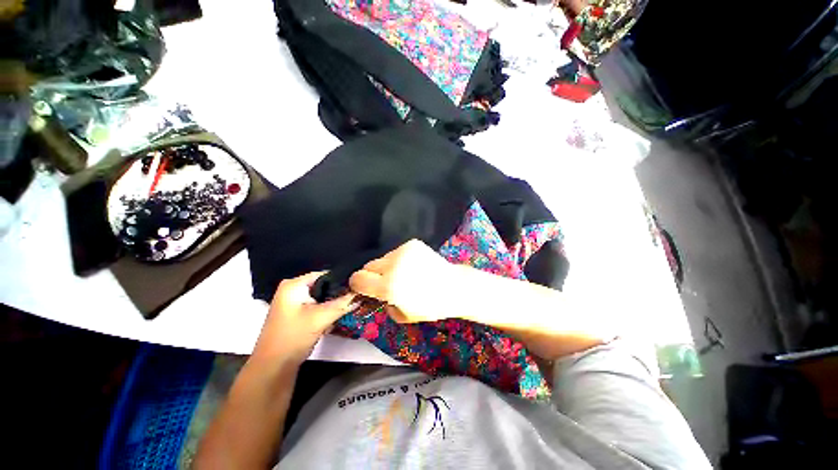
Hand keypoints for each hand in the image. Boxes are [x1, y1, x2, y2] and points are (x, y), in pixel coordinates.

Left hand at [253, 271, 354, 364]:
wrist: (272, 368)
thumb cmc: (293, 337)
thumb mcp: (321, 318)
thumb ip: (343, 304)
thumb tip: (362, 294)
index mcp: (294, 285)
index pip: (325, 274)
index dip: (343, 280)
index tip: (359, 287)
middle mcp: (293, 290)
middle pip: (324, 286)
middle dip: (339, 294)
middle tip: (357, 298)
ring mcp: (294, 303)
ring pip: (322, 298)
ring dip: (334, 305)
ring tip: (351, 307)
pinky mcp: (297, 314)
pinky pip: (317, 307)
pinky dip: (326, 312)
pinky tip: (336, 319)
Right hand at [349, 239, 455, 322]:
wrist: (453, 286)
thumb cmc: (430, 306)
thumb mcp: (403, 316)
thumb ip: (384, 305)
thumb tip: (377, 295)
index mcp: (388, 286)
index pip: (358, 279)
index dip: (358, 284)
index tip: (363, 287)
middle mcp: (393, 265)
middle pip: (368, 266)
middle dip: (373, 275)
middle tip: (385, 282)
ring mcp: (403, 251)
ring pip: (383, 258)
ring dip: (388, 266)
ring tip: (404, 273)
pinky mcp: (412, 244)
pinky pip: (397, 252)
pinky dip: (400, 259)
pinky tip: (413, 266)